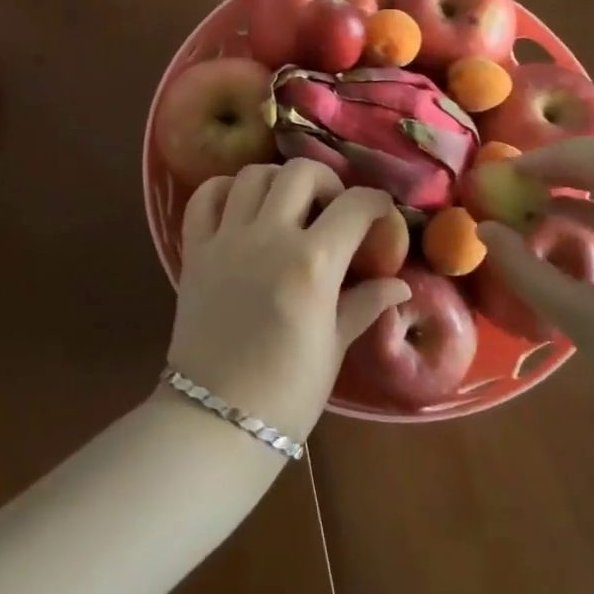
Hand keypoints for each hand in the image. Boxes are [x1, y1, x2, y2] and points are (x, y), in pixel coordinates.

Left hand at [168, 160, 411, 443]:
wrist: (215, 421)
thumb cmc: (287, 392)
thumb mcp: (334, 347)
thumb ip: (364, 304)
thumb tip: (399, 284)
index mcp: (313, 264)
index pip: (354, 206)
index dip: (375, 203)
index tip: (381, 212)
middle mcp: (269, 237)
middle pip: (300, 172)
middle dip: (326, 180)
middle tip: (331, 206)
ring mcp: (227, 239)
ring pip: (253, 174)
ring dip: (278, 180)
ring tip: (288, 205)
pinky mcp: (195, 249)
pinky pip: (204, 197)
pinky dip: (224, 190)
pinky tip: (240, 207)